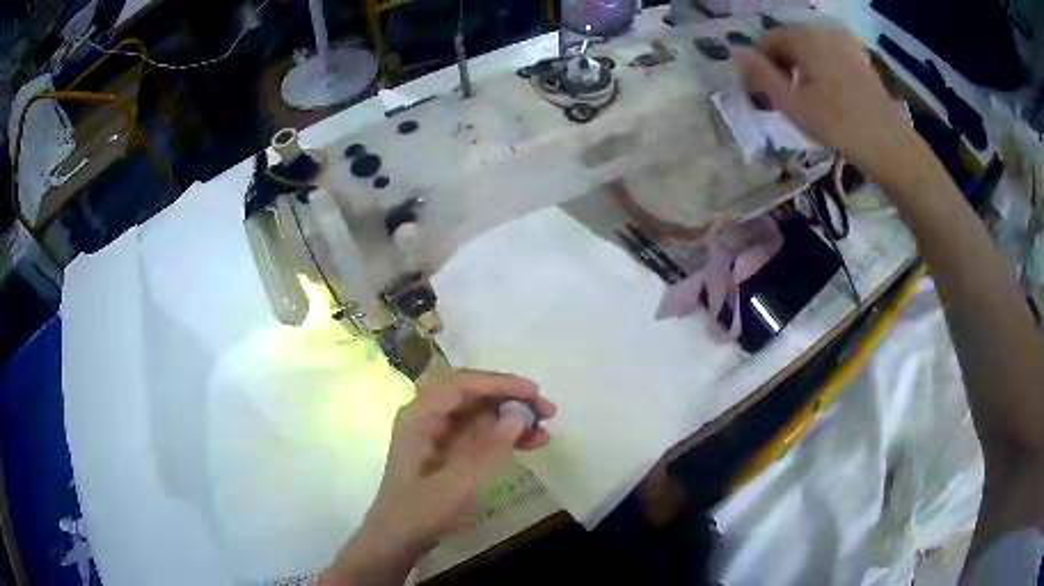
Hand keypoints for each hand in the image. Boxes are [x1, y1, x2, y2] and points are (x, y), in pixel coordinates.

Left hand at [322, 369, 554, 584]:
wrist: (398, 539)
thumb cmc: (420, 511)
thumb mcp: (457, 483)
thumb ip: (488, 449)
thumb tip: (518, 417)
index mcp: (420, 416)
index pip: (462, 385)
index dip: (499, 384)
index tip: (534, 393)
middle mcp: (428, 417)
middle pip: (473, 395)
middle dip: (511, 399)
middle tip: (548, 411)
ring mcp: (438, 433)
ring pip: (480, 413)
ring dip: (512, 418)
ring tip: (545, 430)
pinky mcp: (448, 450)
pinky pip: (480, 433)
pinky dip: (504, 437)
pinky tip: (530, 444)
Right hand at [735, 25, 920, 179]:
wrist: (887, 143)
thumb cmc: (837, 125)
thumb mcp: (791, 105)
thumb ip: (760, 76)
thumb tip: (736, 54)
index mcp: (803, 37)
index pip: (767, 40)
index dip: (759, 65)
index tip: (764, 92)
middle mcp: (822, 30)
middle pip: (788, 41)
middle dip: (781, 64)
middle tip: (785, 97)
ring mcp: (843, 41)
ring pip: (809, 47)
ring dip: (800, 66)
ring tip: (806, 97)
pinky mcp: (858, 55)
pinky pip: (828, 54)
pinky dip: (820, 67)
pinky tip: (827, 93)